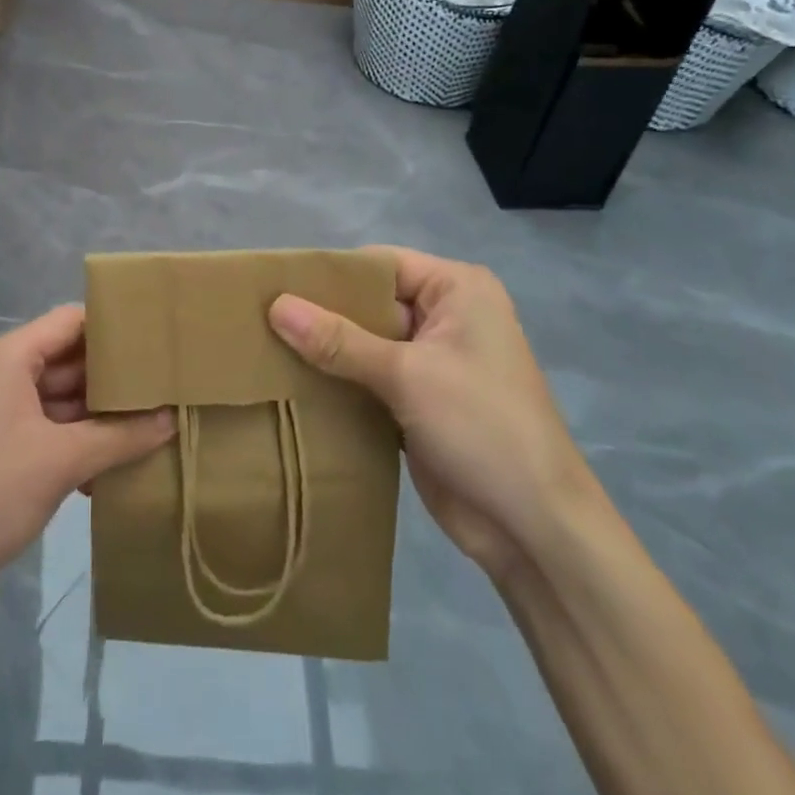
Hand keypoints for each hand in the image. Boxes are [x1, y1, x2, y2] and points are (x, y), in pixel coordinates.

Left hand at [0, 304, 174, 618]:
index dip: (114, 324)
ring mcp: (7, 415)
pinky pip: (58, 432)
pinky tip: (124, 464)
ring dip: (105, 413)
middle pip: (72, 359)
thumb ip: (120, 436)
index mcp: (12, 357)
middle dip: (116, 374)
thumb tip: (173, 419)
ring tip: (158, 419)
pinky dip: (87, 442)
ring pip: (67, 398)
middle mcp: (8, 375)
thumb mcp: (62, 460)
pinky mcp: (10, 451)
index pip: (72, 320)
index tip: (158, 336)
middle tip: (168, 382)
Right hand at [268, 246, 588, 580]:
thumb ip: (338, 340)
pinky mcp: (418, 401)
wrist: (535, 530)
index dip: (329, 273)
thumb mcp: (407, 375)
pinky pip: (368, 377)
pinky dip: (337, 381)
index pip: (379, 264)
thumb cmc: (483, 428)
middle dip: (321, 314)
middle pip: (370, 302)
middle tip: (259, 317)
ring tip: (262, 347)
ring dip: (325, 351)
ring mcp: (432, 361)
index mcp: (457, 290)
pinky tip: (290, 384)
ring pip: (365, 342)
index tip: (274, 283)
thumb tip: (275, 305)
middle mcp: (445, 317)